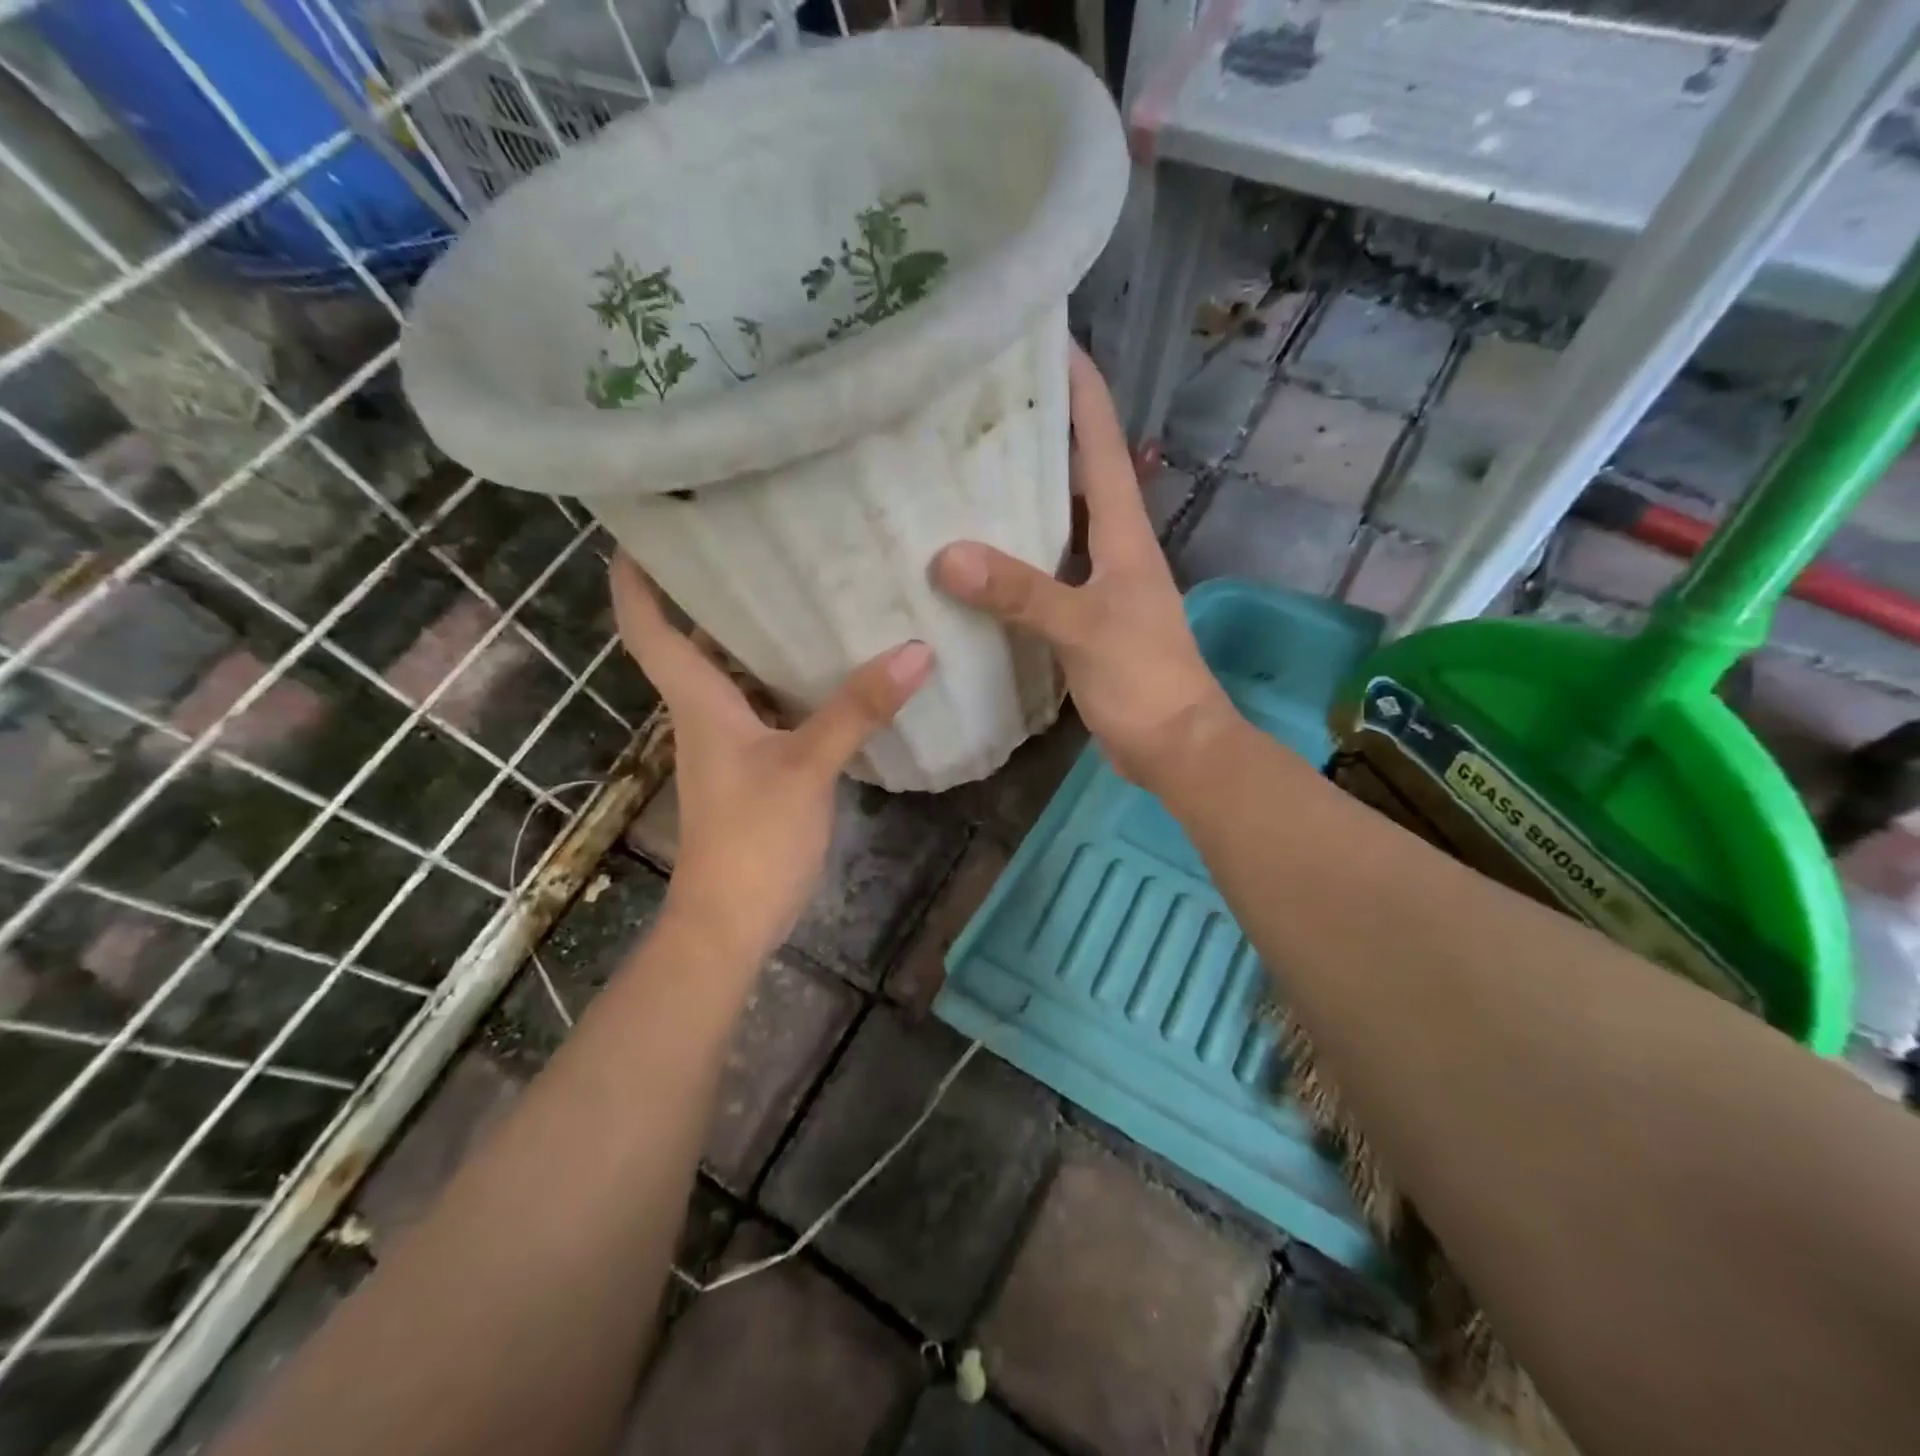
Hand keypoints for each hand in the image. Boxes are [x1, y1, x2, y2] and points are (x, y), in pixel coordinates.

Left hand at [610, 554, 933, 964]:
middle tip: (758, 540)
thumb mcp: (808, 768)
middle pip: (695, 640)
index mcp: (698, 701)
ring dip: (756, 635)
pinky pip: (766, 705)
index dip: (636, 578)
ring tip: (803, 587)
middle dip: (715, 591)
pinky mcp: (754, 767)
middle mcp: (705, 713)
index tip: (645, 528)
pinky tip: (831, 667)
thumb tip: (916, 650)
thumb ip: (857, 710)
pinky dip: (787, 680)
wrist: (731, 921)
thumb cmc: (751, 839)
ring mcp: (729, 743)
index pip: (648, 627)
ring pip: (735, 673)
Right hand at [932, 345, 1232, 788]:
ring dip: (1018, 498)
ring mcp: (1096, 583)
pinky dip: (1009, 558)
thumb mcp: (1084, 628)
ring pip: (1054, 524)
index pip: (1101, 441)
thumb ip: (1022, 592)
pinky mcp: (1080, 618)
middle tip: (975, 405)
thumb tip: (947, 556)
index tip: (1045, 339)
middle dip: (1036, 434)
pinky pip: (1040, 571)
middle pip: (1074, 473)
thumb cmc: (1143, 678)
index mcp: (1124, 531)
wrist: (1173, 744)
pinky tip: (970, 559)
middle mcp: (1112, 546)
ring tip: (959, 471)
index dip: (1080, 388)